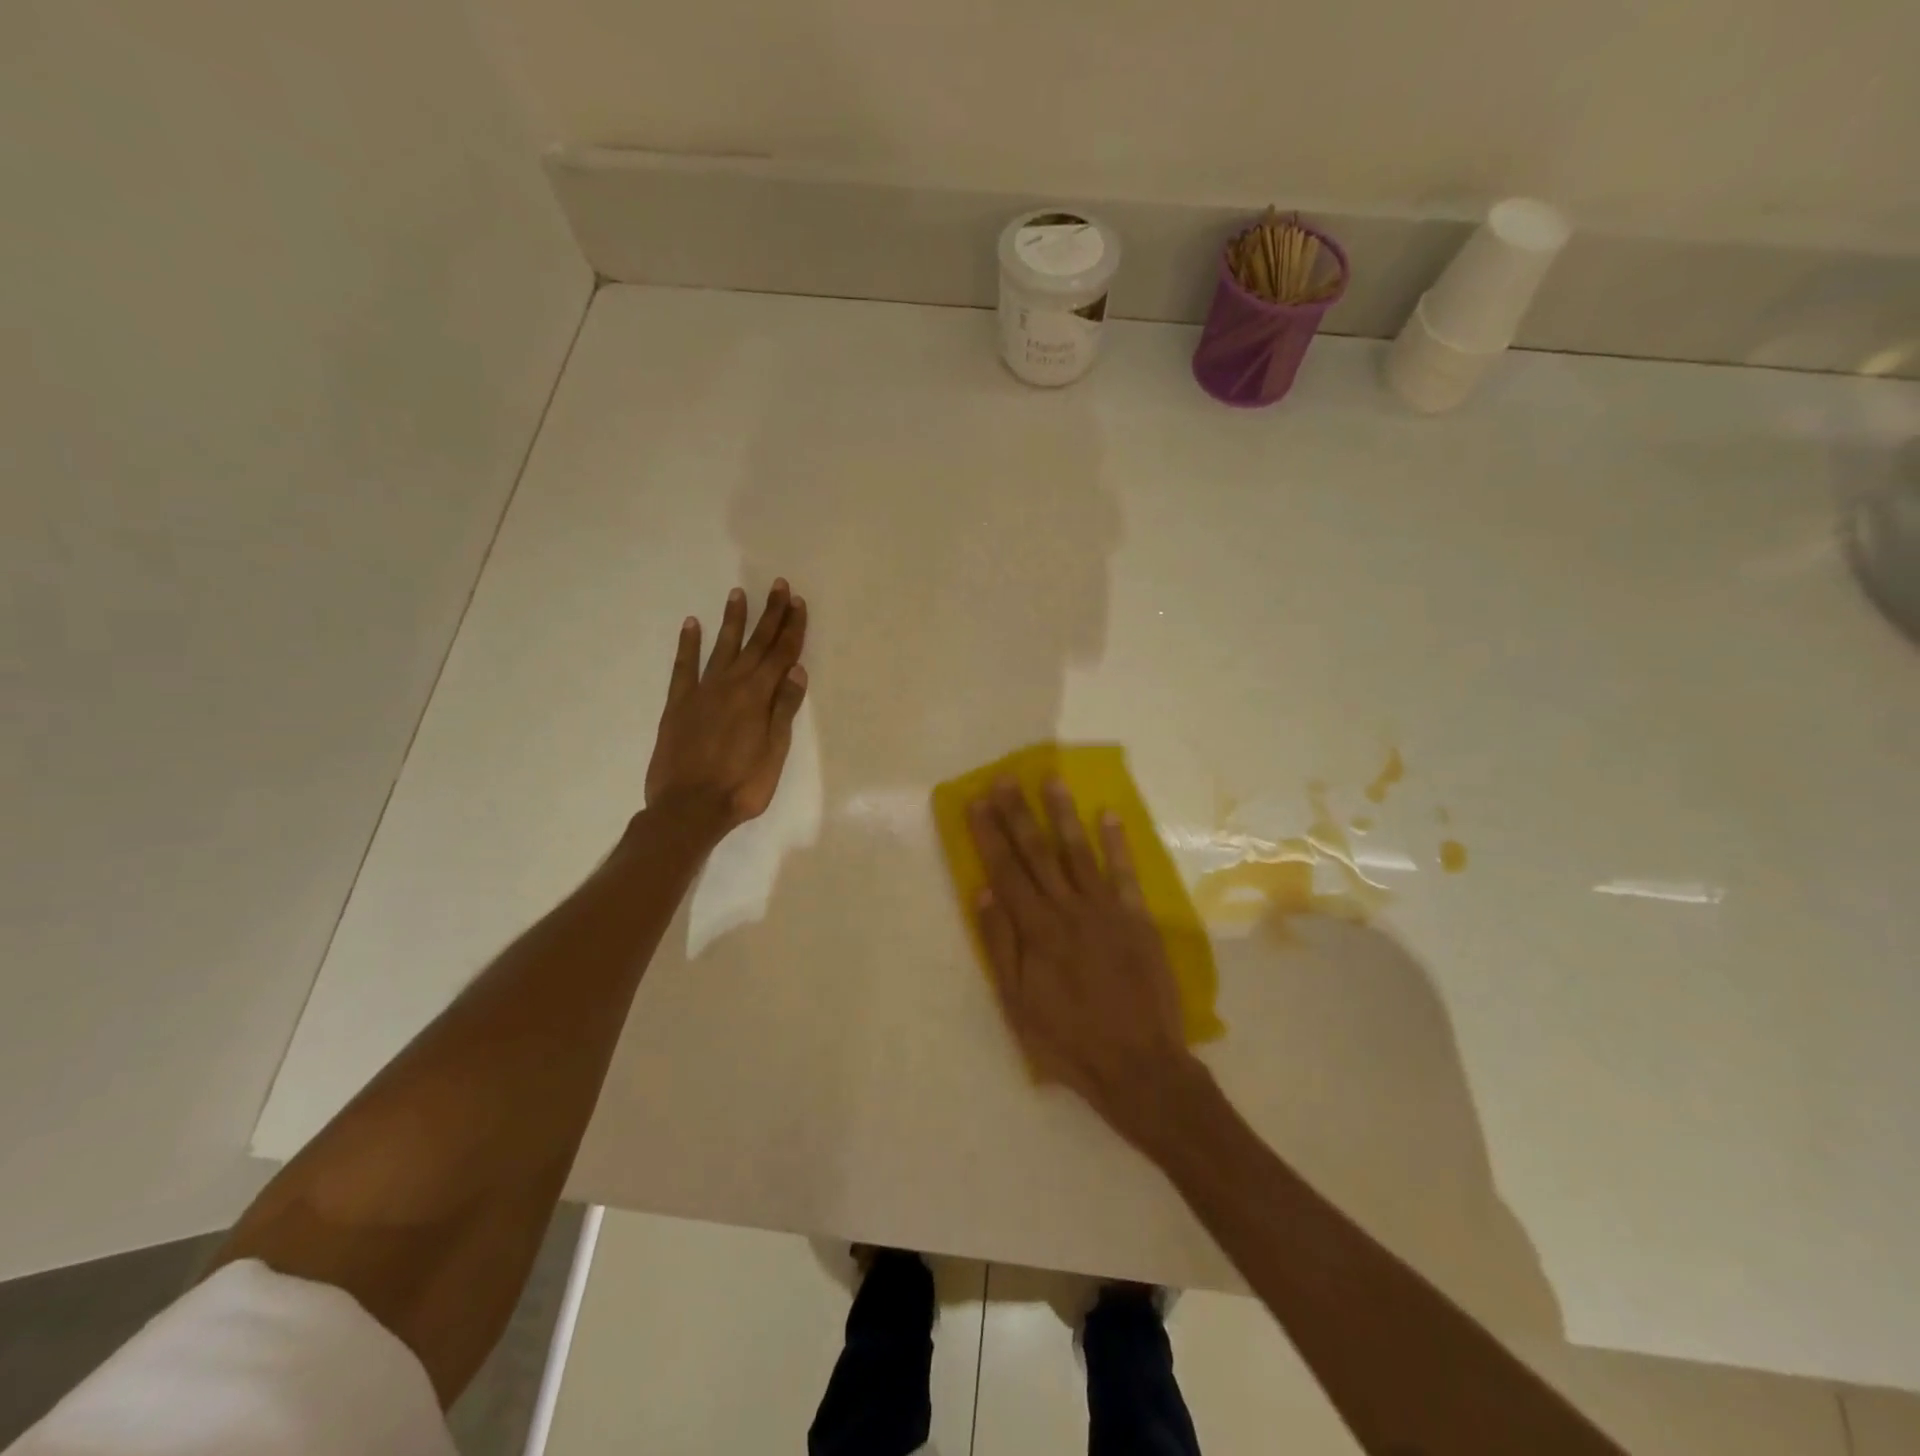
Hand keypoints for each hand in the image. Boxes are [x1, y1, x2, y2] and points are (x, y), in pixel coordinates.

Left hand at [645, 580, 807, 833]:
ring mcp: (702, 691)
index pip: (781, 655)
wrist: (688, 808)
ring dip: (733, 620)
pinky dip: (688, 644)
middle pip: (756, 644)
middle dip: (770, 615)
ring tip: (739, 594)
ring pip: (722, 647)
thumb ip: (783, 709)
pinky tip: (692, 624)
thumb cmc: (741, 786)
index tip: (798, 603)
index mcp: (758, 697)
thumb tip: (796, 670)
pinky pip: (684, 666)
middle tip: (778, 586)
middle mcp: (731, 685)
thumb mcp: (774, 752)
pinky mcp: (678, 704)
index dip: (792, 629)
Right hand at [966, 778, 1200, 1148]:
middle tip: (1005, 778)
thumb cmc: (1068, 1041)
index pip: (1006, 871)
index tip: (977, 801)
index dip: (989, 834)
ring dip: (1063, 814)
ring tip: (1051, 779)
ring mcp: (1106, 911)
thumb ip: (1000, 945)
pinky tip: (1108, 814)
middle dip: (1018, 813)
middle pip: (1038, 852)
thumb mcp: (1017, 1005)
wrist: (1139, 1065)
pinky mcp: (1137, 919)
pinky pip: (1125, 873)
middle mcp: (1068, 910)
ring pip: (1079, 852)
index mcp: (1036, 931)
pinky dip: (1117, 842)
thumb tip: (983, 892)